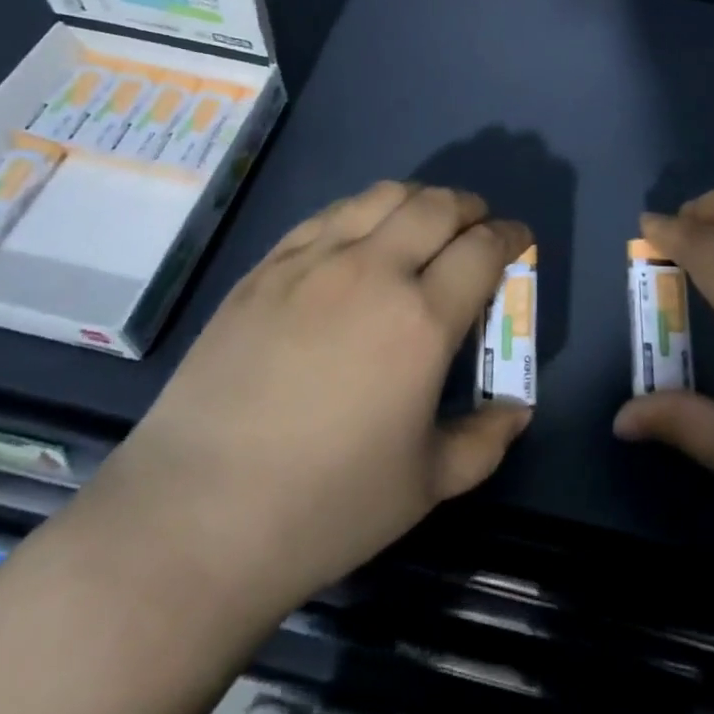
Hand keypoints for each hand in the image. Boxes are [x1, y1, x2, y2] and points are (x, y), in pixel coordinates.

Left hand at [91, 181, 532, 614]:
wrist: (194, 517)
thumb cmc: (324, 507)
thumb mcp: (426, 485)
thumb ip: (485, 440)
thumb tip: (518, 410)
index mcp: (421, 320)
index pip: (484, 248)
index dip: (511, 236)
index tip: (519, 241)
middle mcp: (373, 272)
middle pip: (438, 206)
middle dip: (471, 207)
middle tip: (478, 227)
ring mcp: (313, 262)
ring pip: (382, 196)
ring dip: (418, 199)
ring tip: (424, 222)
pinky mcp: (267, 267)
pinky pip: (328, 215)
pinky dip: (362, 212)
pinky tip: (360, 237)